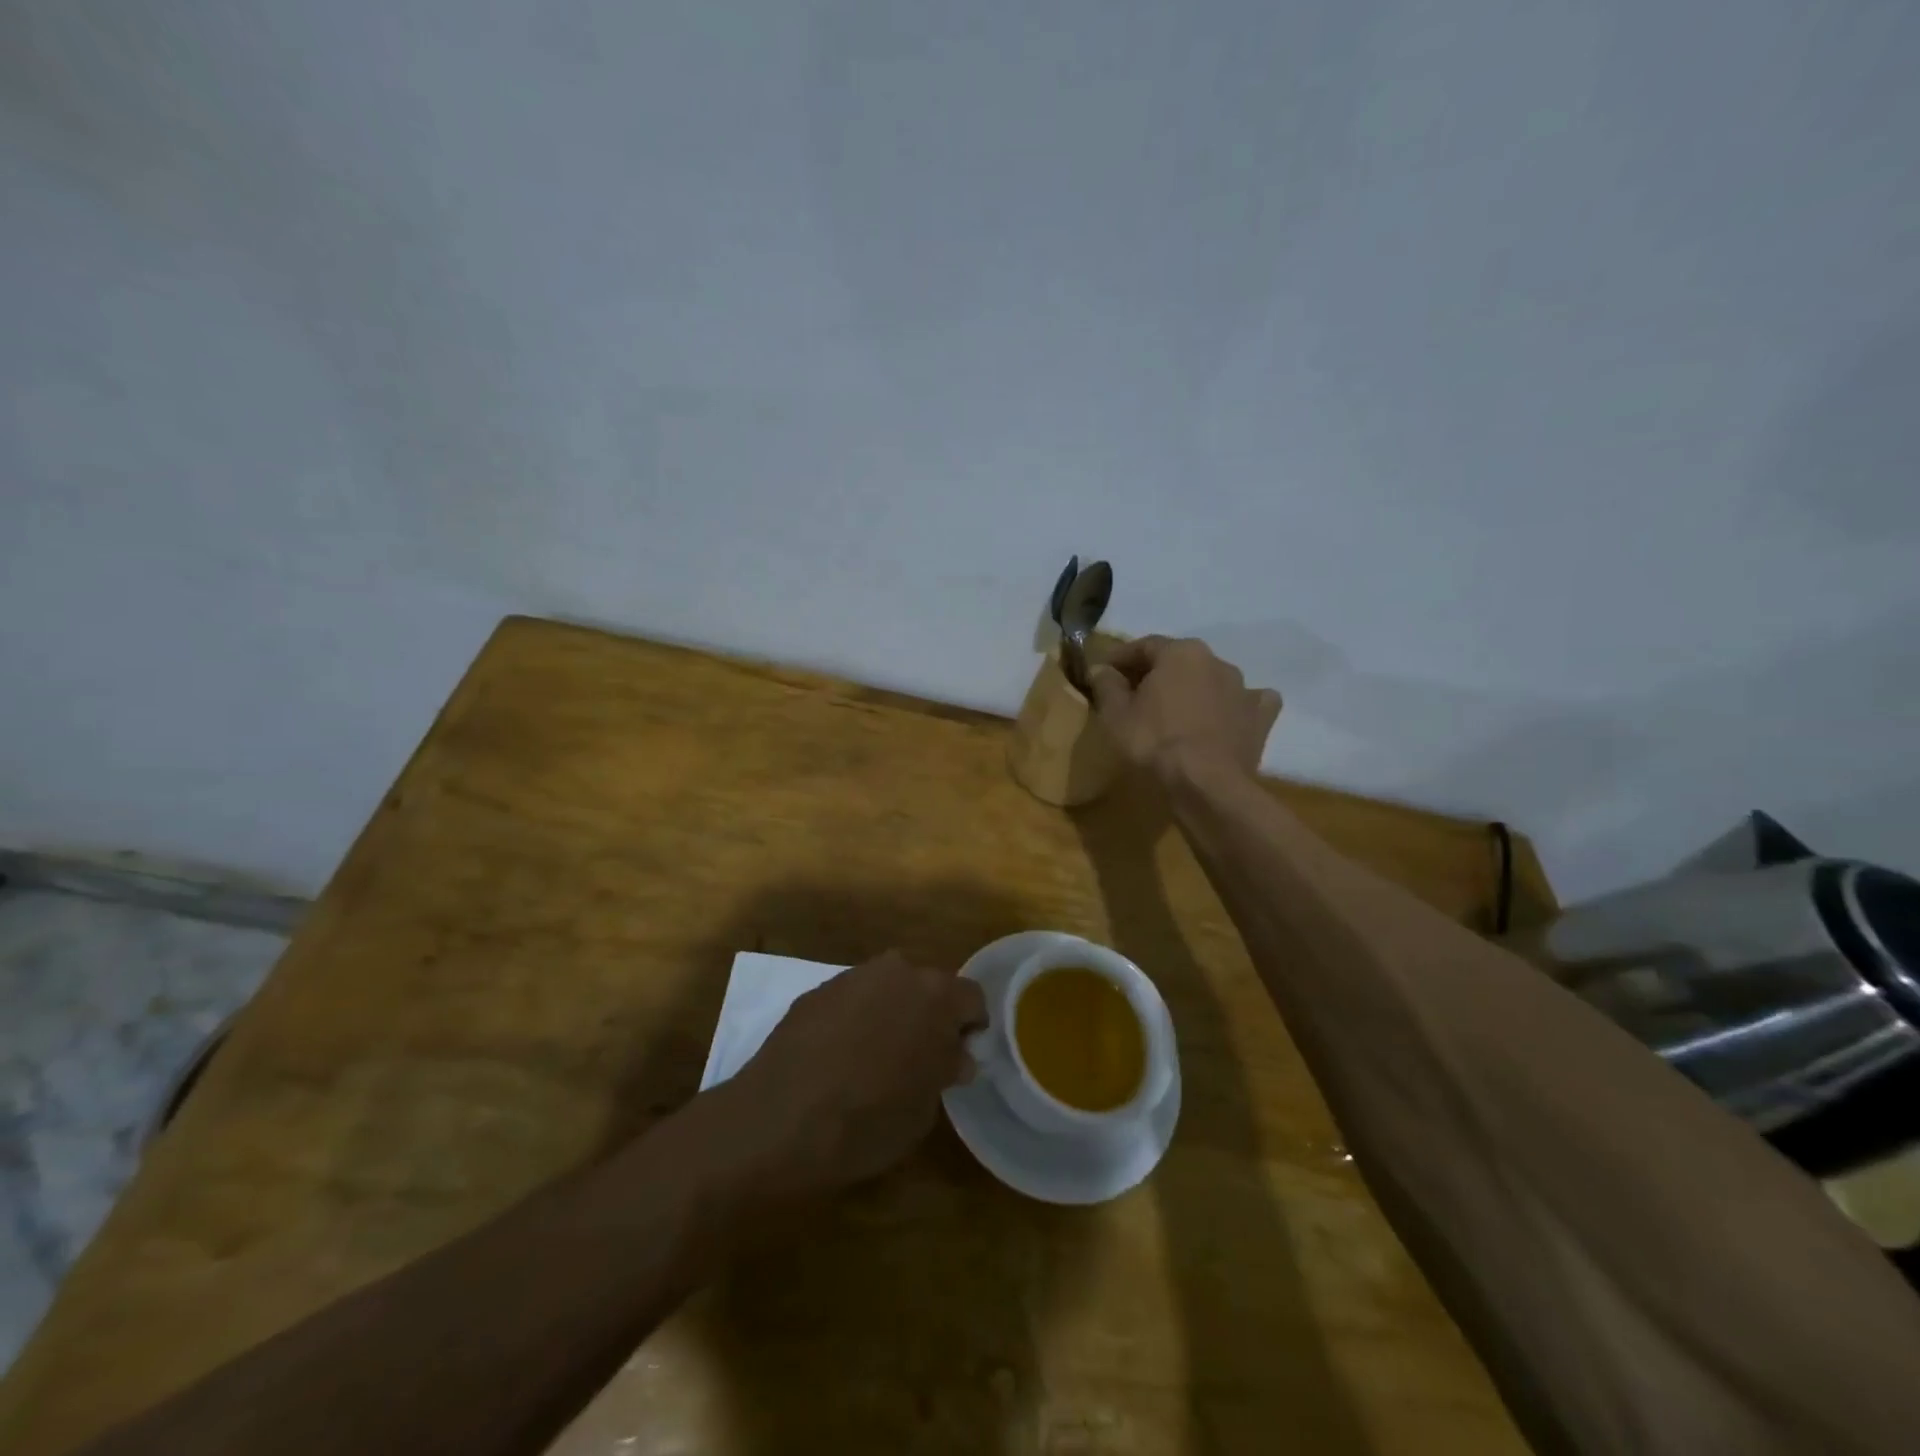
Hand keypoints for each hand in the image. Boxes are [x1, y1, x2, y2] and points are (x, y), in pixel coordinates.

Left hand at [707, 951, 986, 1206]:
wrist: (779, 1120)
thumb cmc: (867, 1120)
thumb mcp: (924, 1110)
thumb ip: (945, 1070)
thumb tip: (953, 1055)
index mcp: (935, 995)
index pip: (973, 998)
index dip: (971, 1029)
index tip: (959, 1060)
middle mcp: (897, 971)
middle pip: (928, 986)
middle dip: (930, 1016)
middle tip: (919, 1059)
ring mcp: (853, 976)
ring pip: (888, 989)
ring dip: (891, 1014)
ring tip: (875, 1058)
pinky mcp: (817, 990)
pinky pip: (852, 1000)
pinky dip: (855, 1020)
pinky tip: (838, 1057)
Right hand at [1089, 636, 1280, 784]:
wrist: (1206, 784)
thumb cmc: (1154, 742)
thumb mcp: (1116, 714)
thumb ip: (1106, 685)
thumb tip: (1100, 668)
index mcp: (1180, 652)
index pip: (1144, 646)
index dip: (1121, 658)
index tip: (1104, 672)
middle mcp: (1216, 660)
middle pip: (1179, 661)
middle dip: (1156, 673)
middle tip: (1135, 694)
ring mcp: (1243, 688)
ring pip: (1211, 680)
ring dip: (1192, 689)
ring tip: (1174, 711)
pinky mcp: (1261, 717)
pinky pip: (1245, 703)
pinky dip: (1232, 707)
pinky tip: (1224, 718)